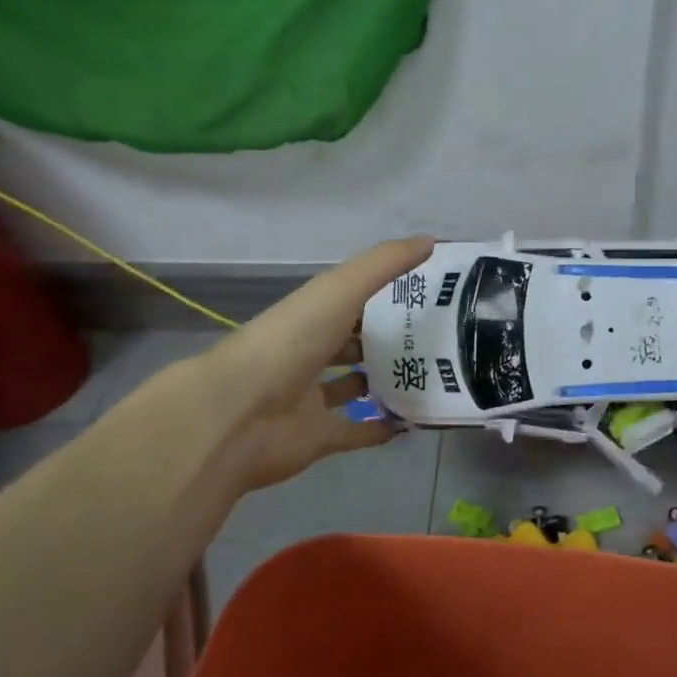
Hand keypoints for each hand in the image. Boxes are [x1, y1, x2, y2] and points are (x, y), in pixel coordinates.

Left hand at [199, 237, 433, 493]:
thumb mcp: (339, 290)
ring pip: (354, 385)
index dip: (385, 293)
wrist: (239, 413)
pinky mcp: (318, 436)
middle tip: (437, 337)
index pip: (351, 300)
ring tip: (429, 376)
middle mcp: (310, 353)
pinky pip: (356, 431)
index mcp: (311, 315)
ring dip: (382, 381)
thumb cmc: (290, 341)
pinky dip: (380, 428)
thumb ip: (384, 264)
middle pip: (352, 342)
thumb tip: (431, 240)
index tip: (427, 291)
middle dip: (386, 338)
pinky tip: (412, 422)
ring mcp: (312, 397)